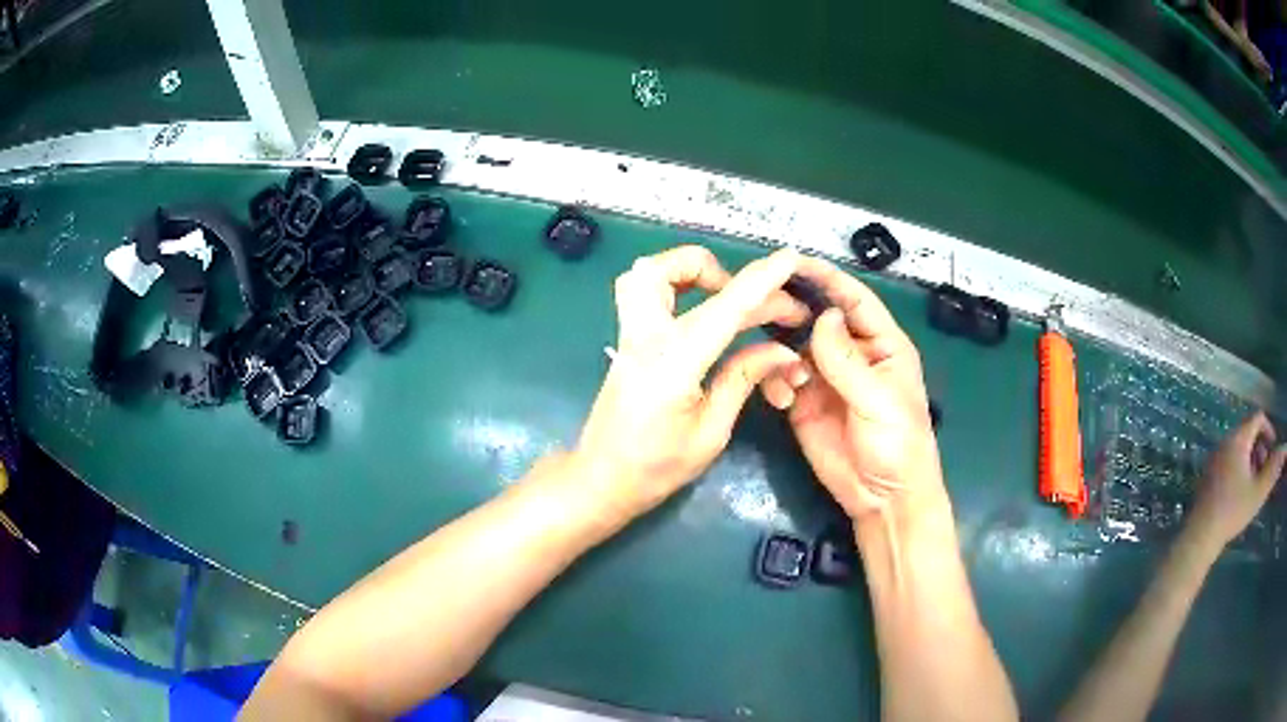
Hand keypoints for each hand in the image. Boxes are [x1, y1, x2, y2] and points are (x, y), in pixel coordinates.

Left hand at [572, 246, 809, 520]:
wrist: (601, 480)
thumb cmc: (656, 467)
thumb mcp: (711, 432)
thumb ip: (743, 380)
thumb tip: (782, 351)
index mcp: (673, 362)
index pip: (725, 308)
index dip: (762, 280)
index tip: (790, 258)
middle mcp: (646, 337)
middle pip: (666, 269)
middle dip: (718, 269)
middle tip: (755, 304)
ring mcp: (630, 335)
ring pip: (647, 273)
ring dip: (688, 271)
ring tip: (724, 296)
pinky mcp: (627, 341)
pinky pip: (644, 292)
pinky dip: (676, 285)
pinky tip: (702, 308)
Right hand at [760, 257, 946, 527]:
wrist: (881, 499)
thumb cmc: (897, 445)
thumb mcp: (879, 400)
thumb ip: (848, 360)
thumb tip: (823, 317)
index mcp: (882, 345)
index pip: (855, 301)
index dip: (829, 279)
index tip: (796, 261)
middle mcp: (851, 355)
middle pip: (819, 318)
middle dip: (795, 309)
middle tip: (764, 303)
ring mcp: (825, 379)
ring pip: (794, 347)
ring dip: (782, 352)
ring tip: (783, 369)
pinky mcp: (803, 403)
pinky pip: (781, 378)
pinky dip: (775, 381)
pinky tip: (783, 398)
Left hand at [1185, 412, 1286, 548]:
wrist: (1200, 536)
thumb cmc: (1233, 511)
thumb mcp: (1258, 491)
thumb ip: (1273, 469)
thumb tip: (1285, 448)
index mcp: (1238, 439)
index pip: (1257, 418)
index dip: (1269, 429)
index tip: (1273, 449)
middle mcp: (1225, 441)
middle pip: (1248, 432)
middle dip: (1260, 447)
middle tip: (1264, 471)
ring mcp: (1214, 458)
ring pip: (1238, 447)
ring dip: (1250, 459)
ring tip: (1253, 485)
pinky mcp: (1208, 475)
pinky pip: (1228, 461)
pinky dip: (1238, 468)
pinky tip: (1240, 494)